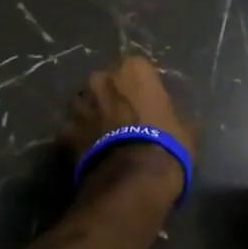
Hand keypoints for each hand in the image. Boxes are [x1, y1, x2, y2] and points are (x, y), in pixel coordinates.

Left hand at [59, 55, 196, 192]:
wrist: (134, 179)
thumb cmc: (166, 144)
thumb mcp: (184, 125)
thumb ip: (168, 110)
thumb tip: (165, 115)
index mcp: (133, 68)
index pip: (136, 70)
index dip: (140, 89)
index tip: (145, 105)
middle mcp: (101, 78)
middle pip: (105, 84)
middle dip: (111, 98)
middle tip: (123, 121)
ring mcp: (79, 103)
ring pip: (84, 105)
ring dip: (92, 116)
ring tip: (103, 139)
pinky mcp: (63, 131)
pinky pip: (72, 131)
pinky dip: (78, 140)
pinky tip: (90, 155)